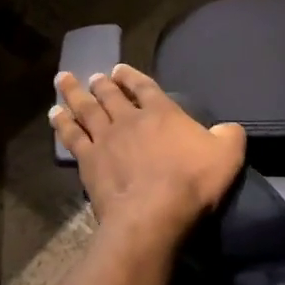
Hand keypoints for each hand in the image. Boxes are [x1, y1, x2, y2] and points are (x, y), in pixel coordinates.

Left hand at [50, 64, 245, 244]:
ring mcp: (106, 138)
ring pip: (86, 109)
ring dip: (74, 93)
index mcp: (163, 111)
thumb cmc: (192, 182)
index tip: (120, 70)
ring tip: (64, 80)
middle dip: (102, 83)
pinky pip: (72, 136)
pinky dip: (62, 123)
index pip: (145, 86)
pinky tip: (55, 114)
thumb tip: (229, 129)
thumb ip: (230, 136)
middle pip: (111, 94)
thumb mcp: (228, 154)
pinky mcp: (88, 161)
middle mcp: (130, 118)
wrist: (153, 214)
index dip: (132, 76)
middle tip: (94, 75)